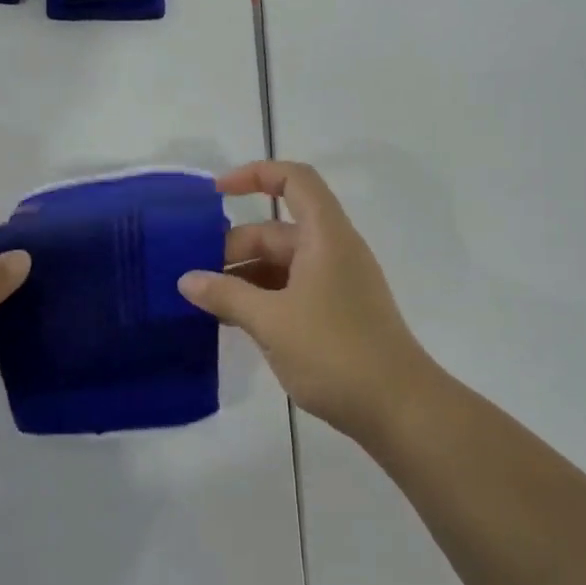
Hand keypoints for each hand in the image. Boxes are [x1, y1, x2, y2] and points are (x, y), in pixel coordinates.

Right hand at [177, 161, 434, 445]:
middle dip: (234, 246)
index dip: (255, 174)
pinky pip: (291, 290)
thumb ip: (226, 295)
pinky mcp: (337, 313)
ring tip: (206, 301)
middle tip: (195, 275)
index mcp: (325, 236)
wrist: (399, 410)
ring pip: (282, 264)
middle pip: (278, 230)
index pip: (294, 180)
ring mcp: (337, 283)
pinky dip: (262, 297)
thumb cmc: (335, 352)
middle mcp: (333, 251)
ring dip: (244, 276)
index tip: (216, 193)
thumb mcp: (271, 321)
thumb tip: (186, 280)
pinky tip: (234, 320)